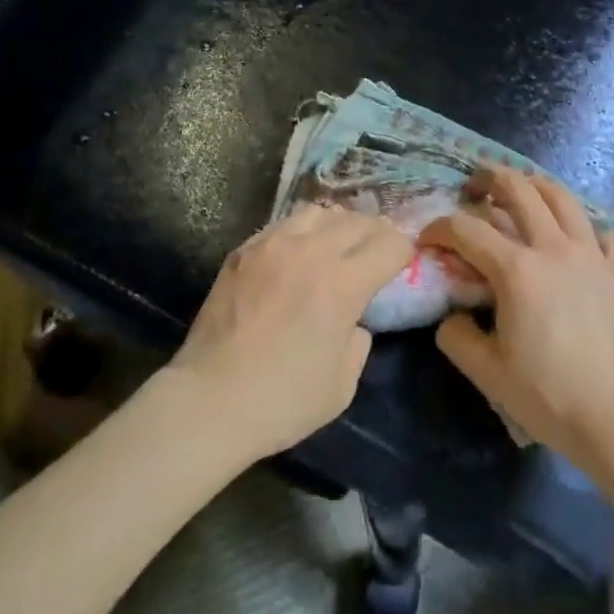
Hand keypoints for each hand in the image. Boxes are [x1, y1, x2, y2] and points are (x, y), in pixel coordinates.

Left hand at [166, 204, 412, 463]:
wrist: (210, 400)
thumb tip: (355, 320)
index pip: (388, 245)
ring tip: (337, 242)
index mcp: (342, 284)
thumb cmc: (282, 401)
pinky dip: (301, 231)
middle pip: (356, 220)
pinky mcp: (244, 249)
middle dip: (376, 231)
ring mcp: (273, 244)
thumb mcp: (341, 386)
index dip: (403, 251)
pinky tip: (298, 252)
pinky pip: (283, 224)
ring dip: (337, 224)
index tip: (403, 261)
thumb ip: (358, 342)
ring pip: (318, 212)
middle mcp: (311, 252)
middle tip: (378, 247)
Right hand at [422, 166, 613, 475]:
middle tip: (475, 185)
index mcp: (516, 270)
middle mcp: (553, 248)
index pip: (466, 229)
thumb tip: (451, 316)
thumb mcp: (487, 374)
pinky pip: (603, 232)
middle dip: (489, 177)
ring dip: (535, 185)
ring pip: (562, 197)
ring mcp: (593, 255)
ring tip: (524, 190)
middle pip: (517, 189)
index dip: (439, 227)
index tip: (428, 239)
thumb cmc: (551, 398)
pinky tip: (578, 239)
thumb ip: (457, 337)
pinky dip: (585, 227)